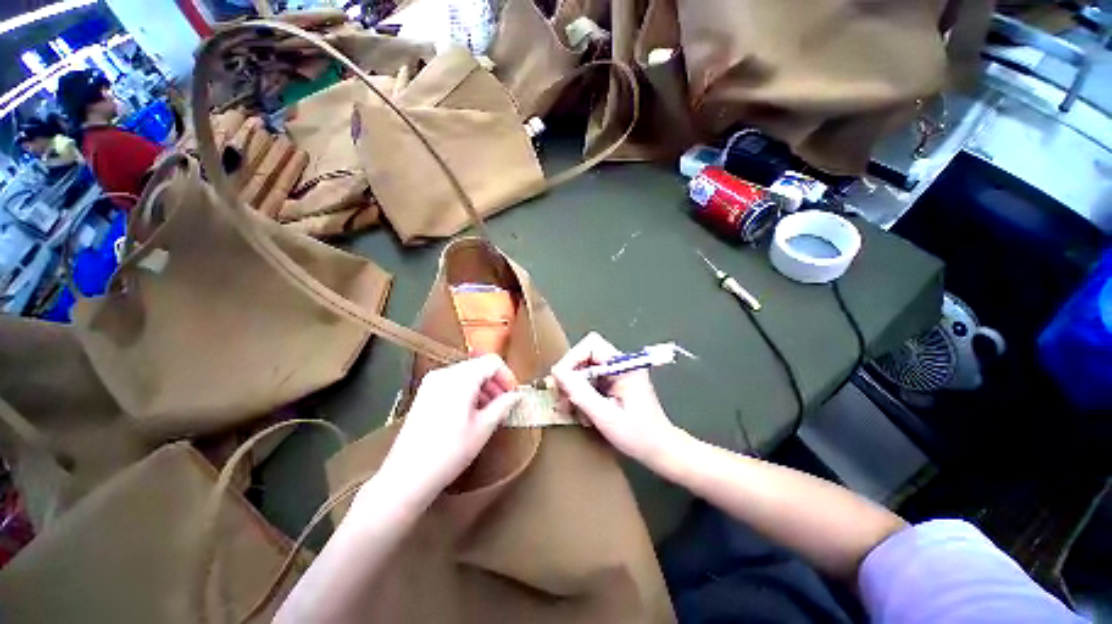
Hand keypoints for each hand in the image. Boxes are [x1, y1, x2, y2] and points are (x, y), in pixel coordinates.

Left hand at [377, 355, 521, 505]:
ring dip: (482, 387)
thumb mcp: (483, 428)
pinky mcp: (424, 393)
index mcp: (461, 378)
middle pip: (478, 366)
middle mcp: (444, 373)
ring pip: (466, 374)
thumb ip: (503, 405)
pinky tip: (470, 413)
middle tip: (504, 404)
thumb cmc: (449, 452)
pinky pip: (453, 383)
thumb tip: (517, 395)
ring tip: (489, 411)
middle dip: (495, 382)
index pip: (492, 362)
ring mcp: (431, 383)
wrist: (407, 477)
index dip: (507, 376)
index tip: (513, 394)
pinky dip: (467, 391)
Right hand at [552, 333, 682, 467]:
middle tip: (560, 397)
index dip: (572, 358)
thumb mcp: (606, 416)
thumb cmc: (638, 436)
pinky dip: (580, 393)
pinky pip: (589, 380)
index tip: (560, 380)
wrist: (661, 451)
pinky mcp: (613, 384)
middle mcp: (620, 364)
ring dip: (572, 387)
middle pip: (585, 356)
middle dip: (569, 375)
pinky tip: (580, 411)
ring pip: (584, 368)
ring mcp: (616, 374)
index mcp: (624, 365)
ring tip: (568, 408)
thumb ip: (581, 393)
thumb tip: (557, 373)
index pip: (591, 345)